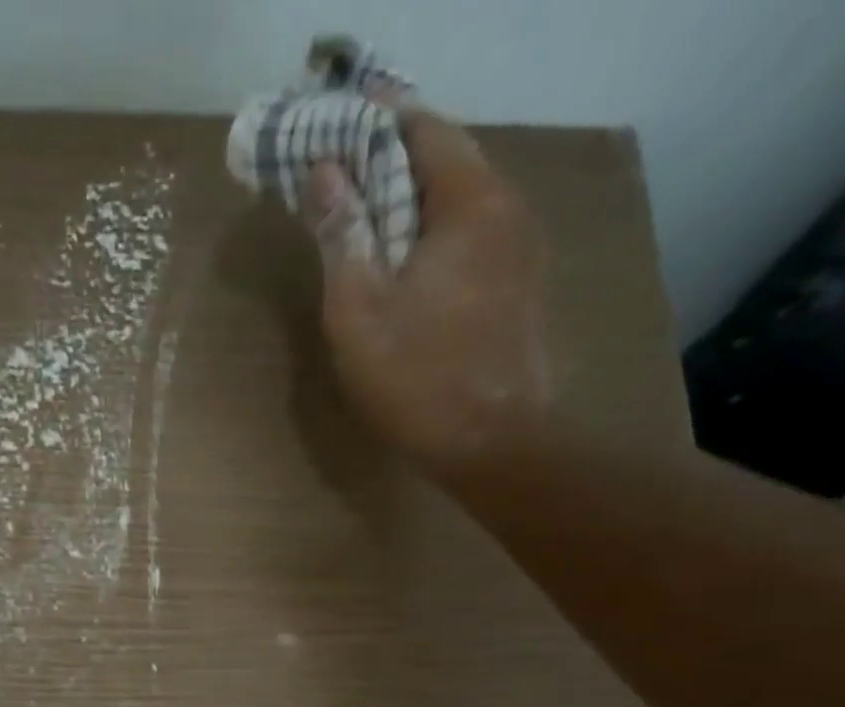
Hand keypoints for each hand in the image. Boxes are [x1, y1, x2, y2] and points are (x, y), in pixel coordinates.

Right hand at [306, 107, 550, 478]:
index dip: (372, 122)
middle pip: (444, 161)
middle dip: (389, 163)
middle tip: (338, 178)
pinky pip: (472, 239)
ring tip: (365, 223)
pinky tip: (406, 267)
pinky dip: (434, 236)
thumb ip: (341, 235)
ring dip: (412, 204)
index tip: (329, 129)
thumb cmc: (417, 379)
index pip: (421, 127)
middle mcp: (508, 209)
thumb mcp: (358, 311)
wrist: (490, 446)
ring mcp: (521, 250)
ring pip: (459, 203)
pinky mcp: (519, 288)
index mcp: (471, 201)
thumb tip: (323, 171)